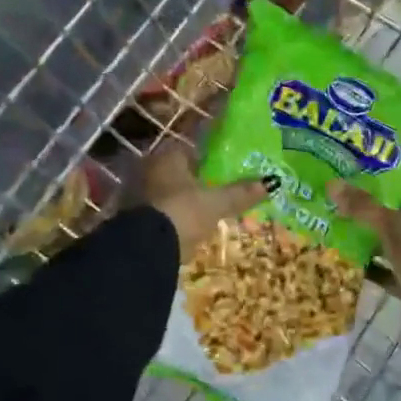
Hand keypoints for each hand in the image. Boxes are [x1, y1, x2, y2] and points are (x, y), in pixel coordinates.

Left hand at [143, 145, 273, 257]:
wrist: (143, 249)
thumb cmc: (182, 213)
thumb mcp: (216, 204)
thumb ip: (241, 193)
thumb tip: (273, 182)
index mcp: (166, 157)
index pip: (188, 151)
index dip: (205, 162)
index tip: (220, 175)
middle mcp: (146, 169)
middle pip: (175, 173)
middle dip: (191, 183)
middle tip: (212, 197)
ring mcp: (133, 194)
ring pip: (162, 193)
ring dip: (177, 203)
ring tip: (198, 217)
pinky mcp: (127, 219)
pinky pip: (153, 213)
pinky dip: (165, 220)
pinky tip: (180, 232)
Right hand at [326, 183, 400, 301]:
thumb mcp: (389, 223)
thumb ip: (362, 206)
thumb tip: (332, 183)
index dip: (386, 199)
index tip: (360, 204)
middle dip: (379, 225)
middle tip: (349, 224)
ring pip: (400, 249)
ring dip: (378, 249)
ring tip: (347, 245)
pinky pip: (397, 273)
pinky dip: (380, 271)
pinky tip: (357, 269)